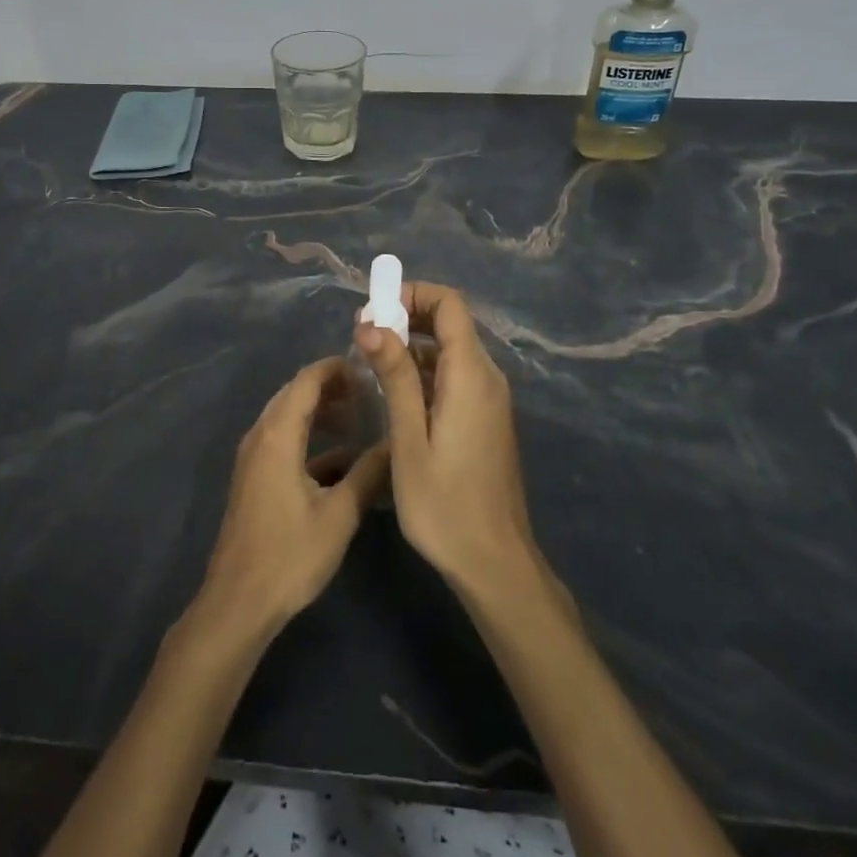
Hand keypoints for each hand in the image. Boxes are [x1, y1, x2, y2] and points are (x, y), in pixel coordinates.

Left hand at [194, 357, 390, 643]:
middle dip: (332, 386)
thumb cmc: (289, 555)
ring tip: (360, 416)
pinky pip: (284, 441)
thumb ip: (369, 473)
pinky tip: (343, 456)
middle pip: (295, 393)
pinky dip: (311, 437)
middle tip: (371, 391)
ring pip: (289, 417)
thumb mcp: (339, 514)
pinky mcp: (255, 477)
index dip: (337, 368)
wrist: (239, 601)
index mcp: (277, 435)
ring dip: (321, 411)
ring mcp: (254, 457)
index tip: (370, 368)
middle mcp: (260, 436)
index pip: (306, 380)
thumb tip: (396, 443)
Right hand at [356, 282, 538, 597]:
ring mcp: (488, 399)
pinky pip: (454, 375)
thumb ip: (394, 377)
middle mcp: (486, 377)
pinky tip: (393, 392)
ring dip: (411, 345)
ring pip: (449, 349)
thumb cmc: (444, 505)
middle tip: (363, 336)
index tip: (373, 311)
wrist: (494, 562)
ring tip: (369, 362)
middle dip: (406, 316)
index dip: (411, 294)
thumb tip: (372, 324)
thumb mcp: (409, 439)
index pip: (449, 304)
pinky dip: (423, 370)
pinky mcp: (484, 418)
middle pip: (450, 322)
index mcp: (471, 375)